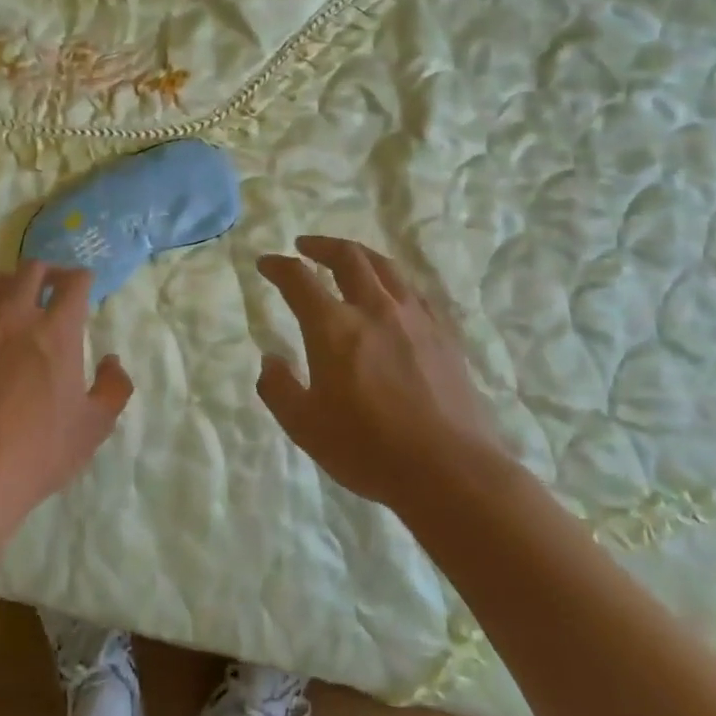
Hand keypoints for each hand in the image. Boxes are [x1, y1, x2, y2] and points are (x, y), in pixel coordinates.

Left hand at [0, 262, 133, 522]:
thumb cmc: (34, 454)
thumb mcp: (93, 428)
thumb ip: (113, 388)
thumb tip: (111, 361)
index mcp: (56, 330)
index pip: (74, 281)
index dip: (81, 280)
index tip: (81, 287)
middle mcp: (13, 312)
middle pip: (32, 269)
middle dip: (46, 276)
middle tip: (48, 293)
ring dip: (5, 287)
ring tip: (6, 307)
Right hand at [256, 236, 497, 510]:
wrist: (449, 469)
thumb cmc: (368, 449)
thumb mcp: (305, 427)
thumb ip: (278, 388)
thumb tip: (270, 359)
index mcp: (334, 327)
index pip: (299, 279)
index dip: (278, 266)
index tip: (266, 263)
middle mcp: (374, 309)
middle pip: (347, 257)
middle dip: (321, 245)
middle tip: (305, 246)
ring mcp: (414, 317)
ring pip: (384, 267)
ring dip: (358, 254)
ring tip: (347, 258)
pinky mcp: (443, 333)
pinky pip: (413, 290)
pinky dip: (392, 280)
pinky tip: (391, 293)